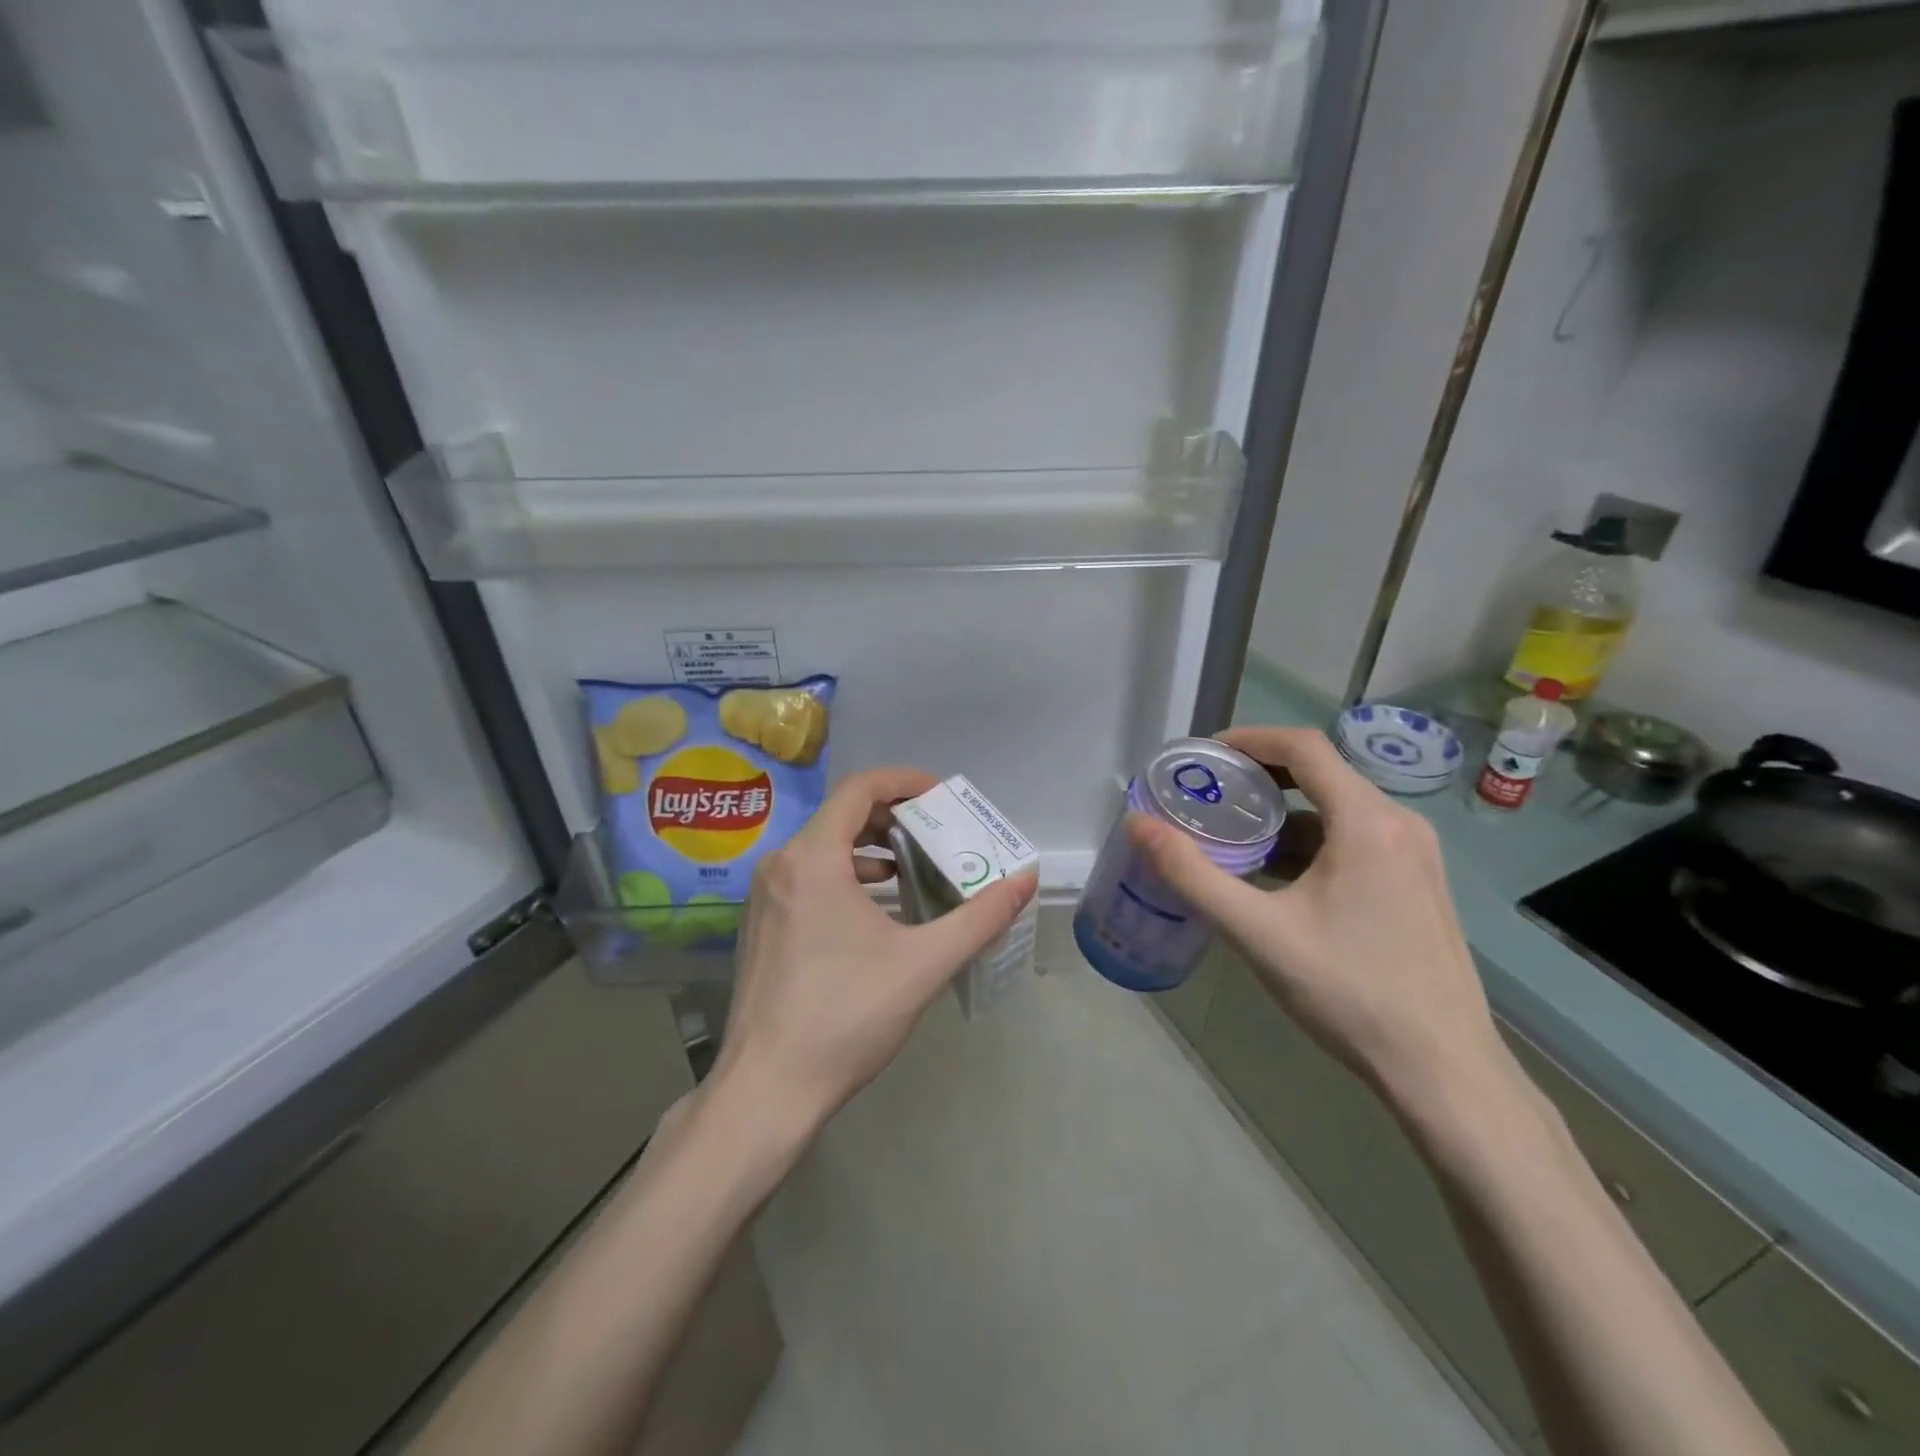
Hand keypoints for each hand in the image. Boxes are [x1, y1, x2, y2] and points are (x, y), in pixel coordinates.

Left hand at [712, 768, 1038, 1133]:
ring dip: (871, 849)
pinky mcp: (762, 925)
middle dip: (894, 818)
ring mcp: (765, 896)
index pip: (860, 788)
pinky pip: (809, 877)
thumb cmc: (845, 1017)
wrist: (767, 1091)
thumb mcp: (924, 964)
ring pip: (824, 848)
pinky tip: (878, 910)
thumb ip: (980, 917)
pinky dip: (848, 876)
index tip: (942, 799)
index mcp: (813, 858)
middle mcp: (781, 865)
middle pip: (842, 815)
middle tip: (938, 836)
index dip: (905, 782)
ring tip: (915, 870)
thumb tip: (1025, 880)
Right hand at [1126, 727, 1504, 1111]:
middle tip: (1208, 793)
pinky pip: (1356, 838)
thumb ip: (1191, 874)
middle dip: (1259, 776)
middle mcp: (1400, 824)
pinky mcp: (1418, 883)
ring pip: (1338, 808)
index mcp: (1368, 822)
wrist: (1443, 1070)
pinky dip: (1310, 840)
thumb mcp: (1257, 932)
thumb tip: (1138, 825)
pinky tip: (1277, 876)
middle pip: (1321, 772)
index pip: (1303, 746)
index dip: (1248, 738)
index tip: (1203, 754)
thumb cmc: (1349, 992)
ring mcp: (1416, 855)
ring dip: (1284, 812)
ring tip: (1233, 834)